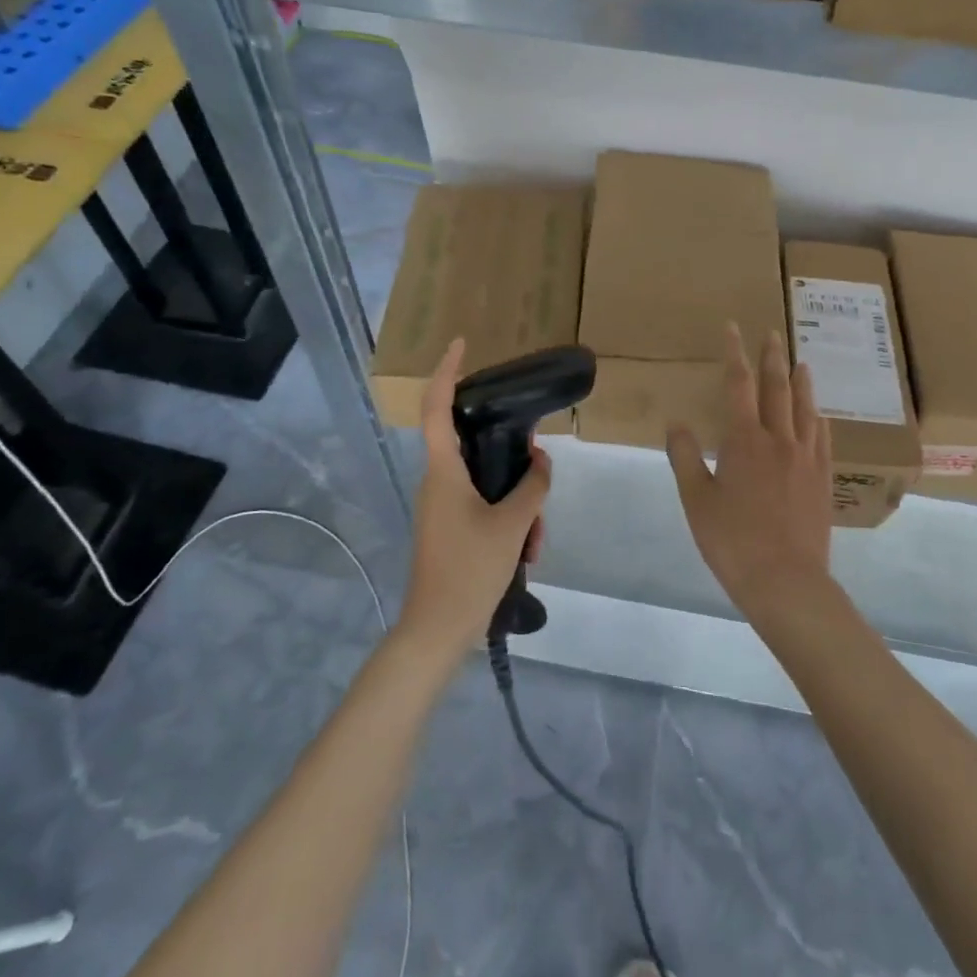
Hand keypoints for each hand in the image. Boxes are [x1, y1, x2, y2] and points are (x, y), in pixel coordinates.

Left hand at [398, 339, 551, 657]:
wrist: (437, 631)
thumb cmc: (468, 570)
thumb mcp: (513, 526)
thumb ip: (533, 486)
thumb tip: (540, 461)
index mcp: (443, 471)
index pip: (436, 408)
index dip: (446, 372)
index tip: (461, 345)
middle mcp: (438, 481)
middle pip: (476, 448)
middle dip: (513, 462)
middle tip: (539, 479)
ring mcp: (442, 506)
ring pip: (488, 483)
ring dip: (518, 503)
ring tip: (535, 539)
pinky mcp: (450, 526)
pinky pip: (485, 506)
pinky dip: (510, 521)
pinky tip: (526, 551)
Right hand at [666, 324, 835, 620]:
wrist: (786, 581)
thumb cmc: (732, 541)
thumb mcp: (696, 500)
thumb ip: (686, 457)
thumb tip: (677, 423)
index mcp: (744, 440)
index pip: (738, 385)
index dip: (734, 353)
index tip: (733, 328)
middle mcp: (779, 439)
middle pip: (776, 388)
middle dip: (772, 357)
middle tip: (773, 332)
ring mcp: (806, 459)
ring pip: (805, 409)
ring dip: (801, 382)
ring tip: (801, 362)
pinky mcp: (823, 479)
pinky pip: (824, 439)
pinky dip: (819, 419)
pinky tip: (820, 415)